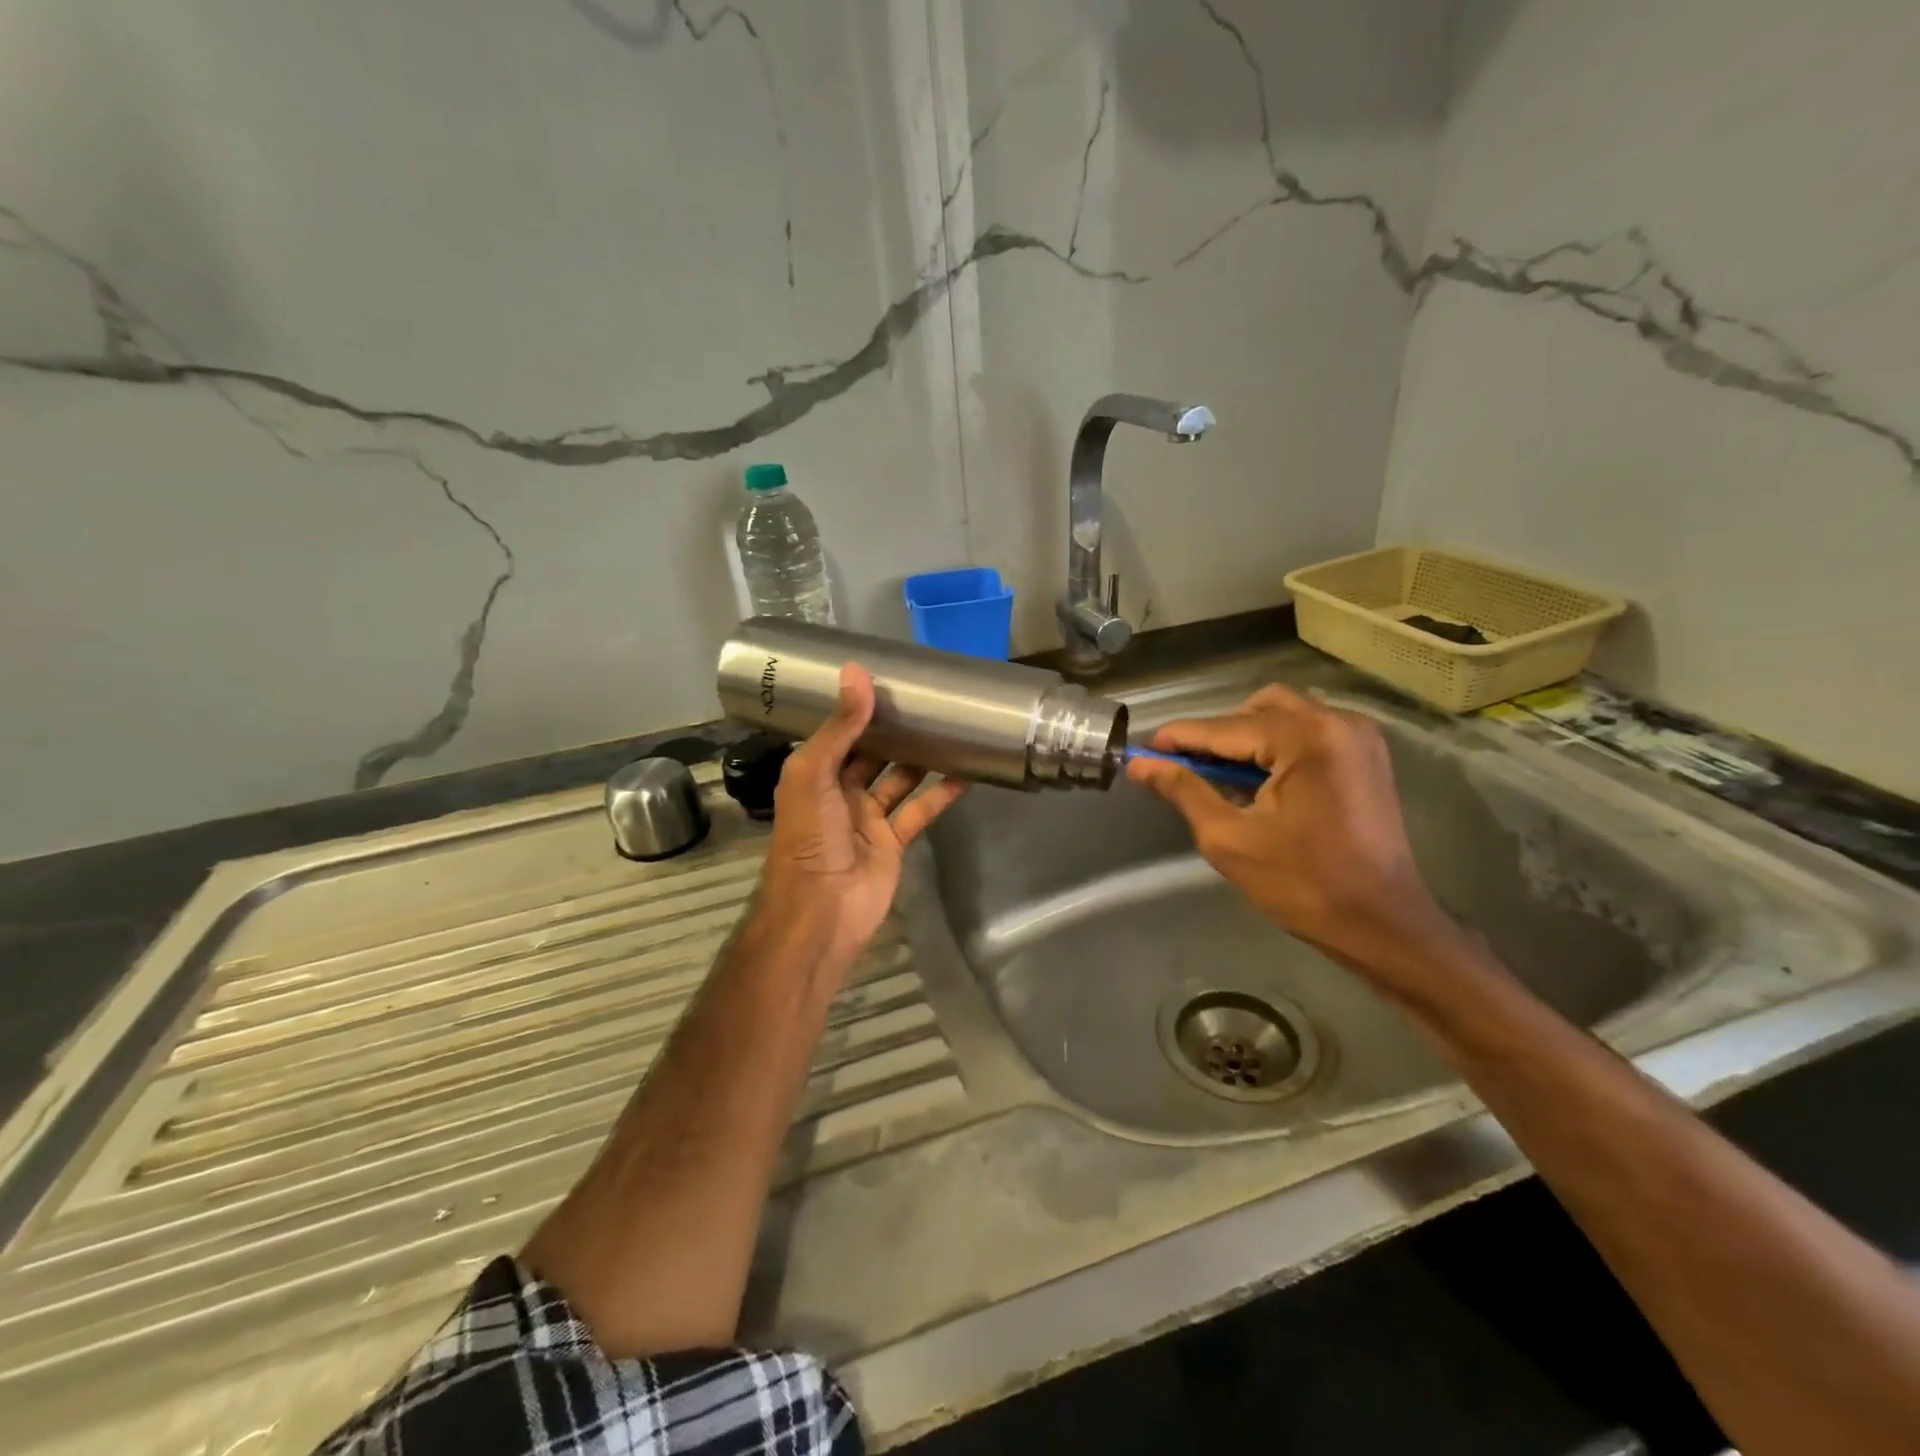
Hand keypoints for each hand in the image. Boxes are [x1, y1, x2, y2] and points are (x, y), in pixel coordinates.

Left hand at [754, 664, 966, 982]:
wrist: (821, 909)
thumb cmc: (809, 837)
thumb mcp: (815, 773)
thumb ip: (839, 726)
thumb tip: (856, 672)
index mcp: (814, 774)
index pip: (838, 732)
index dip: (859, 709)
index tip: (888, 680)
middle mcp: (840, 792)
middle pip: (872, 754)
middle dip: (895, 731)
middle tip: (928, 700)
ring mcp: (868, 818)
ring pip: (900, 780)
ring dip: (921, 758)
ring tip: (951, 729)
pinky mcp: (894, 842)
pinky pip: (920, 811)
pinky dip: (941, 794)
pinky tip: (966, 773)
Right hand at [1125, 685, 1464, 985]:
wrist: (1382, 924)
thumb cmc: (1302, 885)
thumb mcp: (1229, 838)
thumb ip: (1184, 790)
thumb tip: (1140, 764)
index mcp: (1305, 739)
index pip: (1225, 728)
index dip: (1179, 738)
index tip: (1142, 751)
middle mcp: (1336, 722)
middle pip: (1255, 710)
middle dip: (1215, 736)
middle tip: (1185, 770)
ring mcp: (1358, 735)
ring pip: (1282, 714)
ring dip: (1246, 737)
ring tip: (1223, 777)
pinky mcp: (1366, 753)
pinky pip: (1308, 729)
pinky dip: (1276, 744)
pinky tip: (1260, 780)